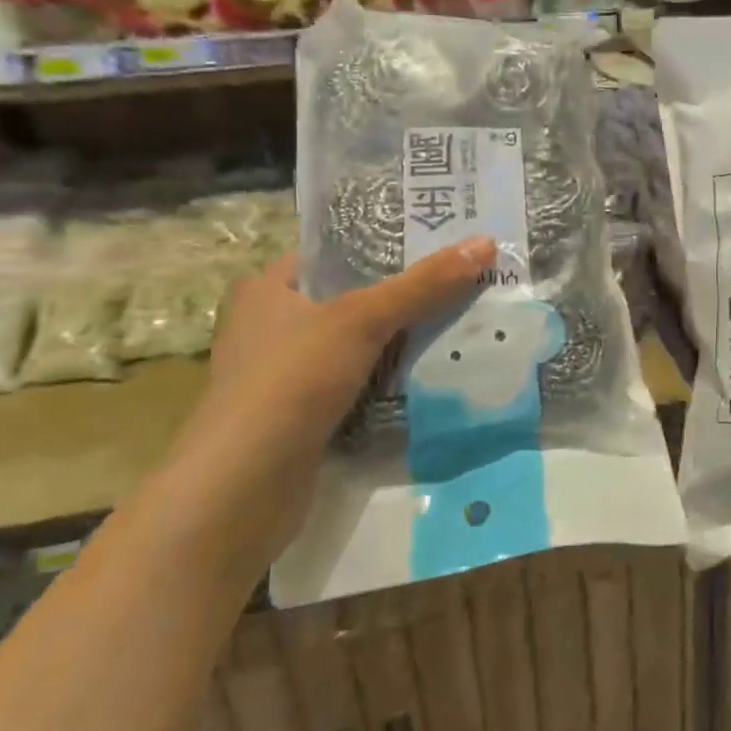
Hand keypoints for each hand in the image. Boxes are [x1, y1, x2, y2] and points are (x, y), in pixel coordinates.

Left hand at [162, 238, 495, 559]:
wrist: (243, 488)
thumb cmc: (292, 380)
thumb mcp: (362, 318)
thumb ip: (424, 283)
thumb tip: (486, 243)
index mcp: (269, 287)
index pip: (336, 253)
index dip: (386, 245)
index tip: (439, 242)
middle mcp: (270, 325)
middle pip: (352, 298)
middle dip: (403, 296)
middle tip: (461, 281)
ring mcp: (284, 375)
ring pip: (357, 345)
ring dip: (400, 341)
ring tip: (460, 321)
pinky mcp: (300, 416)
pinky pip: (356, 384)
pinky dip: (388, 380)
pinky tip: (431, 373)